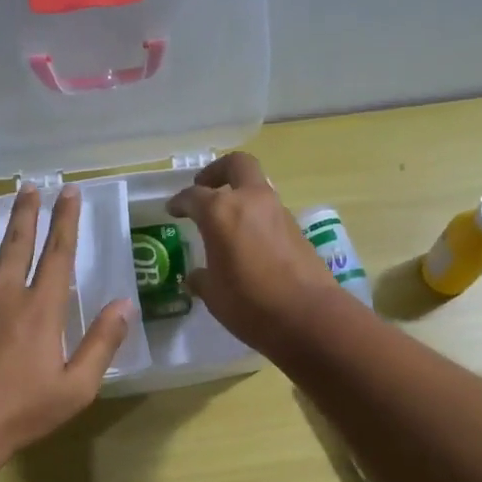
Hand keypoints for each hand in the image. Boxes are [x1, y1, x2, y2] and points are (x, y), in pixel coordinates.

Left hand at [0, 185, 132, 457]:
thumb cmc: (21, 412)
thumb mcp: (77, 387)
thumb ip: (102, 343)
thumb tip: (124, 305)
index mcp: (40, 309)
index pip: (58, 253)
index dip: (66, 220)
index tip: (69, 192)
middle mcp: (2, 293)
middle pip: (15, 241)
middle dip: (25, 210)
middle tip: (30, 185)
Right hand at [166, 153, 347, 352]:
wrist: (308, 316)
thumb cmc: (250, 304)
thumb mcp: (214, 295)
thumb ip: (202, 278)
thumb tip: (196, 275)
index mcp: (221, 212)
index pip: (194, 196)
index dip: (180, 202)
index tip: (173, 209)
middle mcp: (251, 201)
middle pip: (236, 165)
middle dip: (218, 172)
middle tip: (204, 189)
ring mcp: (278, 213)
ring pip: (257, 188)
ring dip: (241, 197)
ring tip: (226, 224)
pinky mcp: (297, 230)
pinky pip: (270, 213)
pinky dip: (256, 219)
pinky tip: (248, 245)